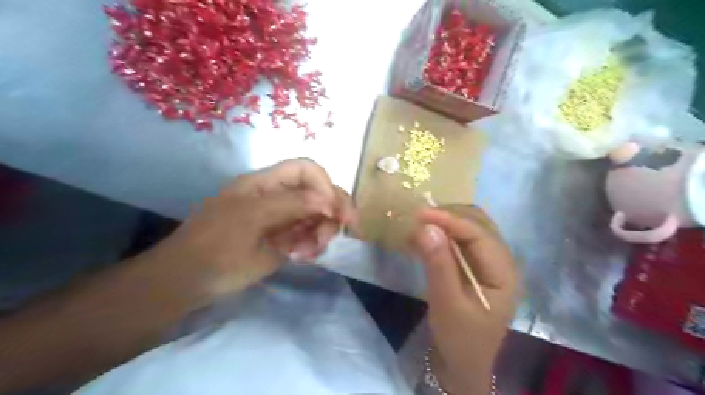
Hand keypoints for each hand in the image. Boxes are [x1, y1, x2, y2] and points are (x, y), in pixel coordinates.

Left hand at [149, 157, 354, 295]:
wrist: (184, 284)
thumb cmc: (214, 249)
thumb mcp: (251, 221)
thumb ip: (291, 204)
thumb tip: (330, 199)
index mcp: (266, 184)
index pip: (307, 170)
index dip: (325, 185)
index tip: (334, 212)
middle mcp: (278, 197)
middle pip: (319, 193)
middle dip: (332, 211)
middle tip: (342, 232)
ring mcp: (282, 219)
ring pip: (318, 216)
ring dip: (322, 232)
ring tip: (308, 253)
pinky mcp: (283, 239)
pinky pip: (309, 236)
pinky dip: (312, 245)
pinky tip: (302, 257)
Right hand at [415, 206, 516, 394]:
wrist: (462, 364)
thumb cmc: (459, 339)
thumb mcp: (446, 304)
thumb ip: (438, 265)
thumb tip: (426, 227)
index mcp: (504, 273)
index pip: (479, 234)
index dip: (450, 219)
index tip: (420, 213)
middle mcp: (501, 261)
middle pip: (479, 224)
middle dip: (448, 216)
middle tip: (418, 217)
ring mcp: (489, 263)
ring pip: (469, 228)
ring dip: (445, 222)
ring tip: (419, 224)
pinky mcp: (475, 266)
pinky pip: (460, 240)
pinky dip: (442, 234)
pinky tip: (424, 236)